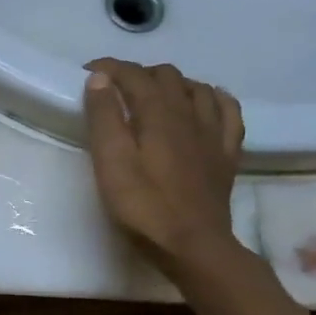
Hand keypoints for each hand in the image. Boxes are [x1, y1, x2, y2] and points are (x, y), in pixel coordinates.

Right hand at [82, 58, 244, 277]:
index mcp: (158, 114)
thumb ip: (104, 117)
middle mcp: (190, 114)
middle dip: (138, 74)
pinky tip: (203, 104)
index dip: (110, 68)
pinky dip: (212, 99)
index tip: (87, 72)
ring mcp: (213, 134)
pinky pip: (228, 112)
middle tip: (113, 90)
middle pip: (167, 76)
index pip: (134, 75)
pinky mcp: (226, 154)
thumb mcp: (111, 162)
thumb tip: (100, 78)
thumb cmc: (143, 206)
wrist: (193, 246)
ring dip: (172, 83)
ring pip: (197, 88)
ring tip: (152, 95)